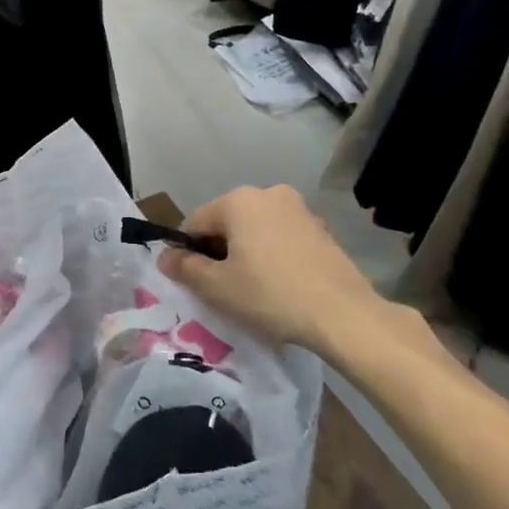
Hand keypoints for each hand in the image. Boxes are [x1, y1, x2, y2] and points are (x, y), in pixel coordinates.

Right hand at [158, 186, 449, 368]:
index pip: (195, 223)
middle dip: (219, 251)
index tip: (195, 282)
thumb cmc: (270, 295)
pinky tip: (279, 285)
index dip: (188, 253)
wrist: (343, 315)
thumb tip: (165, 256)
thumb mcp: (217, 287)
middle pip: (227, 223)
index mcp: (238, 200)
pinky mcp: (320, 228)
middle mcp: (268, 193)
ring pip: (255, 230)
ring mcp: (298, 209)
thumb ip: (185, 268)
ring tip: (253, 289)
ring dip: (246, 253)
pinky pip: (281, 237)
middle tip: (224, 288)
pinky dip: (272, 255)